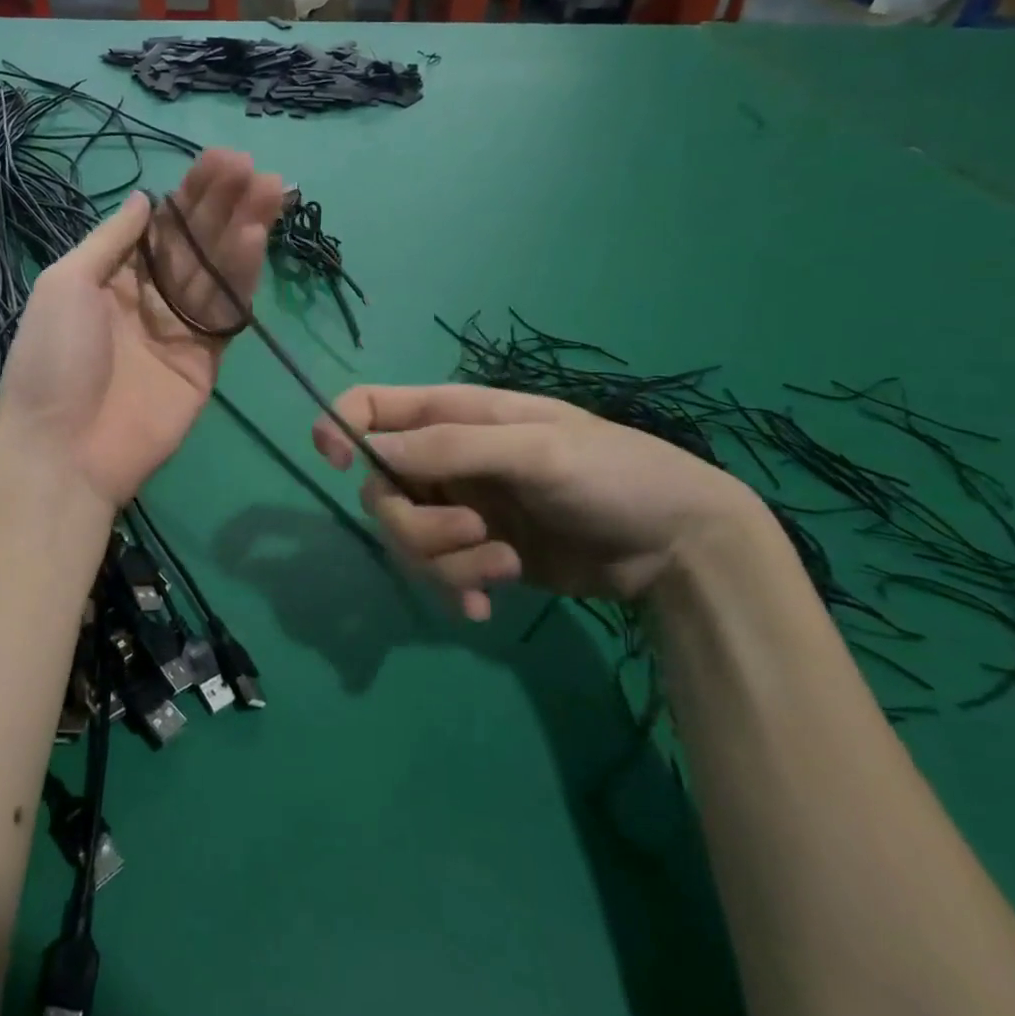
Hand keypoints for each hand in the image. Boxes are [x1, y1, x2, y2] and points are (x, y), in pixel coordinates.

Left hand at [0, 149, 286, 508]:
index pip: (159, 227)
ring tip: (269, 188)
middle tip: (252, 167)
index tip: (220, 162)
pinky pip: (226, 312)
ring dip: (242, 229)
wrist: (64, 449)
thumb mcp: (65, 283)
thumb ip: (110, 240)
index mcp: (111, 278)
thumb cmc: (53, 359)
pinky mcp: (206, 360)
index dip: (189, 195)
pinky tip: (255, 236)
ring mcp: (180, 330)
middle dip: (222, 204)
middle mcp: (149, 298)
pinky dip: (242, 275)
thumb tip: (145, 199)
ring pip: (216, 271)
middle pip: (193, 244)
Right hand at [312, 385, 773, 618]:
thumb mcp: (536, 450)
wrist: (679, 547)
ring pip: (406, 538)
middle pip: (379, 489)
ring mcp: (459, 508)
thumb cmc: (613, 474)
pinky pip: (436, 573)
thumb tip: (370, 450)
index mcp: (452, 416)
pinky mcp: (478, 554)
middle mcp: (444, 461)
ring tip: (505, 567)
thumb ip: (451, 448)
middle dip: (415, 523)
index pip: (370, 407)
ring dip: (445, 561)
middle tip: (472, 533)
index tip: (335, 460)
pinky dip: (454, 590)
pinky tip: (487, 608)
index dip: (339, 426)